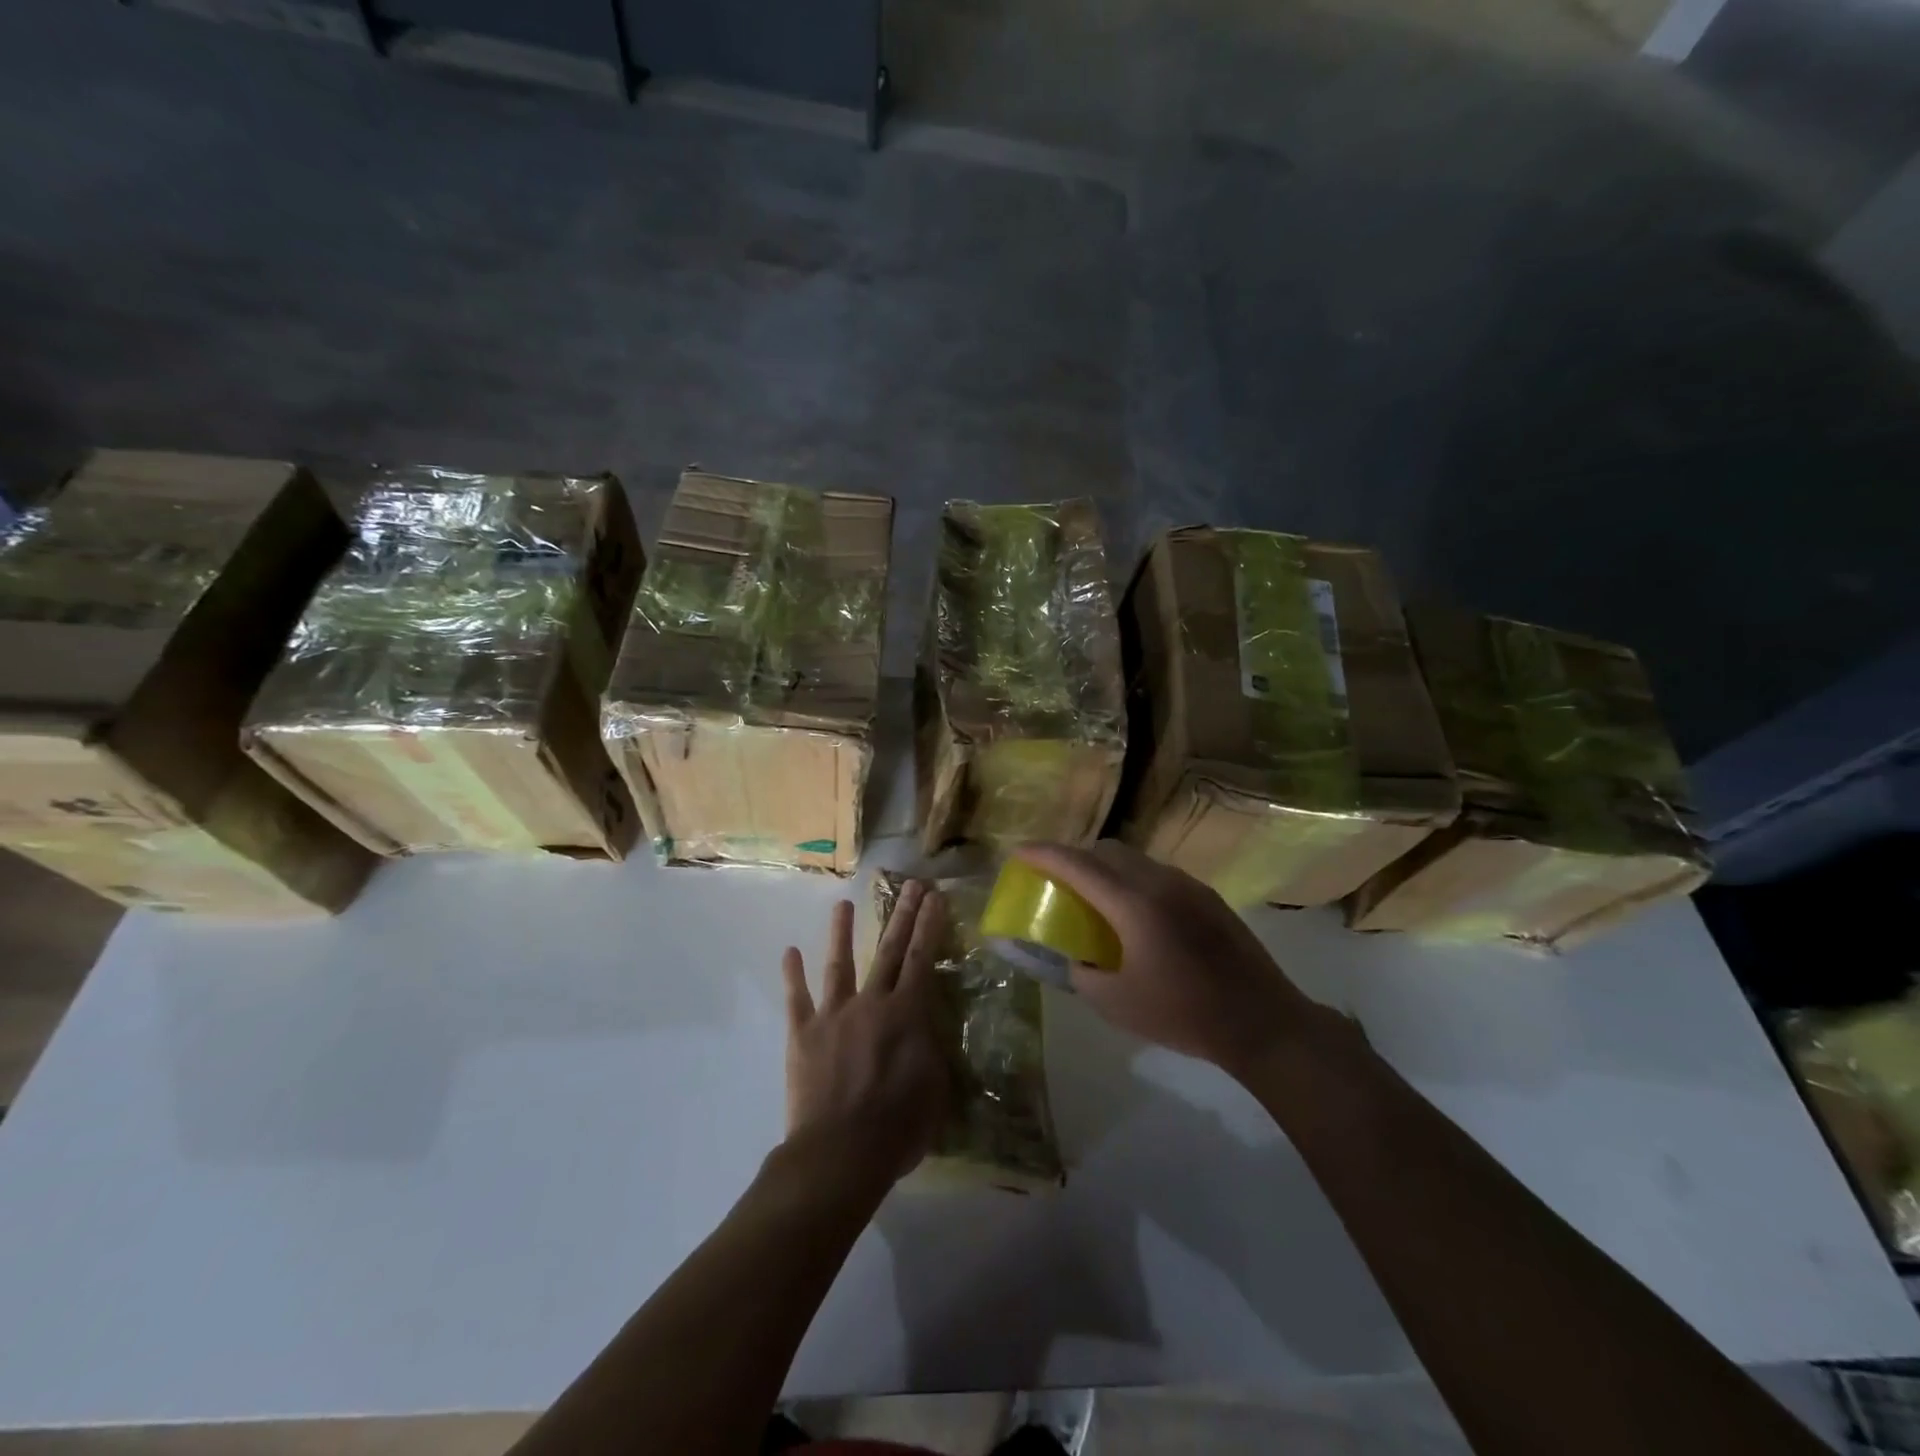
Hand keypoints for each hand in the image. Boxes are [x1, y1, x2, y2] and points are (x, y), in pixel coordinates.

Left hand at [781, 883, 950, 1186]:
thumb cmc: (897, 1127)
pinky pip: (797, 998)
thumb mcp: (934, 1087)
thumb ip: (930, 1048)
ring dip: (842, 932)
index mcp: (906, 1014)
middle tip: (910, 885)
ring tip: (842, 904)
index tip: (934, 896)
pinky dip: (793, 974)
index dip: (930, 926)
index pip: (922, 959)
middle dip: (902, 916)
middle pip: (889, 951)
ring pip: (840, 964)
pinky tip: (789, 951)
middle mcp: (871, 1003)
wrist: (839, 1153)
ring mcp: (833, 1015)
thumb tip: (926, 1026)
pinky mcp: (803, 1033)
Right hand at [1016, 841, 1330, 1078]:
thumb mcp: (1117, 1004)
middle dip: (1075, 856)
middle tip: (1056, 878)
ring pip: (1135, 859)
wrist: (1261, 1021)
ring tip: (1095, 897)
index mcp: (1133, 904)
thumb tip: (1075, 959)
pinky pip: (1158, 874)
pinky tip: (1136, 914)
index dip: (1044, 854)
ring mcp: (1189, 885)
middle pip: (1107, 851)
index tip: (1019, 851)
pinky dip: (1133, 880)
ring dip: (1107, 868)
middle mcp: (1160, 882)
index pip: (1078, 865)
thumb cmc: (1183, 1014)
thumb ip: (1082, 974)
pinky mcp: (1208, 897)